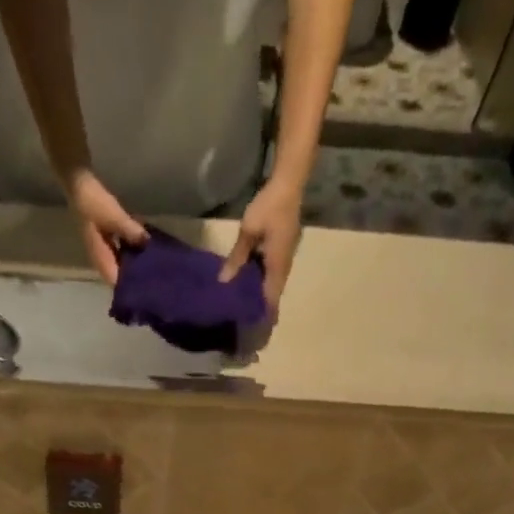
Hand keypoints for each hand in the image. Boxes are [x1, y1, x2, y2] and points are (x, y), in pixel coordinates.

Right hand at [65, 169, 147, 284]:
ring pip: (120, 262)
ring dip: (133, 263)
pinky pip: (121, 249)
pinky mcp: (106, 237)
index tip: (146, 287)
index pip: (115, 281)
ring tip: (153, 263)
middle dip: (133, 276)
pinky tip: (144, 246)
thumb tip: (148, 243)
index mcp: (100, 257)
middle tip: (154, 276)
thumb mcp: (114, 217)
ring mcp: (103, 247)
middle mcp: (101, 256)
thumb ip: (131, 231)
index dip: (128, 287)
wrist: (79, 183)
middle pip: (118, 274)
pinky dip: (131, 249)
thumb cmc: (94, 203)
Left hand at [220, 175, 303, 310]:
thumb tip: (224, 281)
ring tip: (246, 306)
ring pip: (274, 283)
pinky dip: (263, 281)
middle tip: (246, 321)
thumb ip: (237, 257)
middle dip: (262, 308)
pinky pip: (273, 272)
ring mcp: (286, 257)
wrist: (289, 183)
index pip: (272, 298)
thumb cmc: (269, 206)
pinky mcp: (283, 249)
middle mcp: (284, 265)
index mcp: (277, 265)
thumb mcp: (249, 231)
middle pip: (274, 293)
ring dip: (263, 295)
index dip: (265, 314)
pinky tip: (251, 283)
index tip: (255, 330)